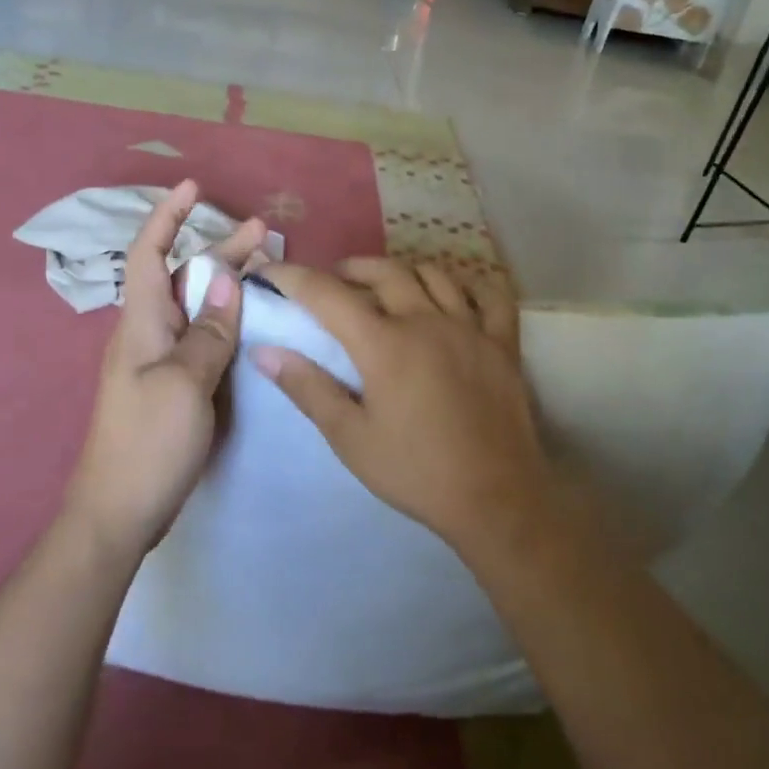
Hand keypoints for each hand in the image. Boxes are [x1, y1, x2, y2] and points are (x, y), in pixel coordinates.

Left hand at [65, 181, 268, 557]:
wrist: (119, 512)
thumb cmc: (149, 443)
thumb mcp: (184, 383)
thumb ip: (208, 331)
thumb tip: (228, 280)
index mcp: (141, 324)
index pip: (149, 253)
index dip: (169, 216)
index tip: (193, 186)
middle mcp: (146, 335)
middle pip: (181, 278)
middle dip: (218, 250)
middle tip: (263, 233)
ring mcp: (157, 363)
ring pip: (193, 308)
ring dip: (224, 284)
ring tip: (264, 269)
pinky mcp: (170, 387)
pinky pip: (199, 338)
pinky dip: (223, 321)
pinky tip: (246, 324)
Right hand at [251, 258, 555, 558]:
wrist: (495, 499)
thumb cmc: (415, 472)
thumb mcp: (350, 438)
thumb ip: (308, 389)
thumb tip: (264, 351)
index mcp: (384, 344)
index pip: (328, 294)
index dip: (293, 277)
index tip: (270, 271)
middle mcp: (427, 321)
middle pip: (384, 271)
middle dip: (350, 269)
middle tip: (332, 284)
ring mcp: (471, 328)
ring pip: (434, 274)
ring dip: (402, 272)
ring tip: (386, 287)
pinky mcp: (504, 344)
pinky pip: (491, 295)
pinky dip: (470, 285)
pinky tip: (455, 295)